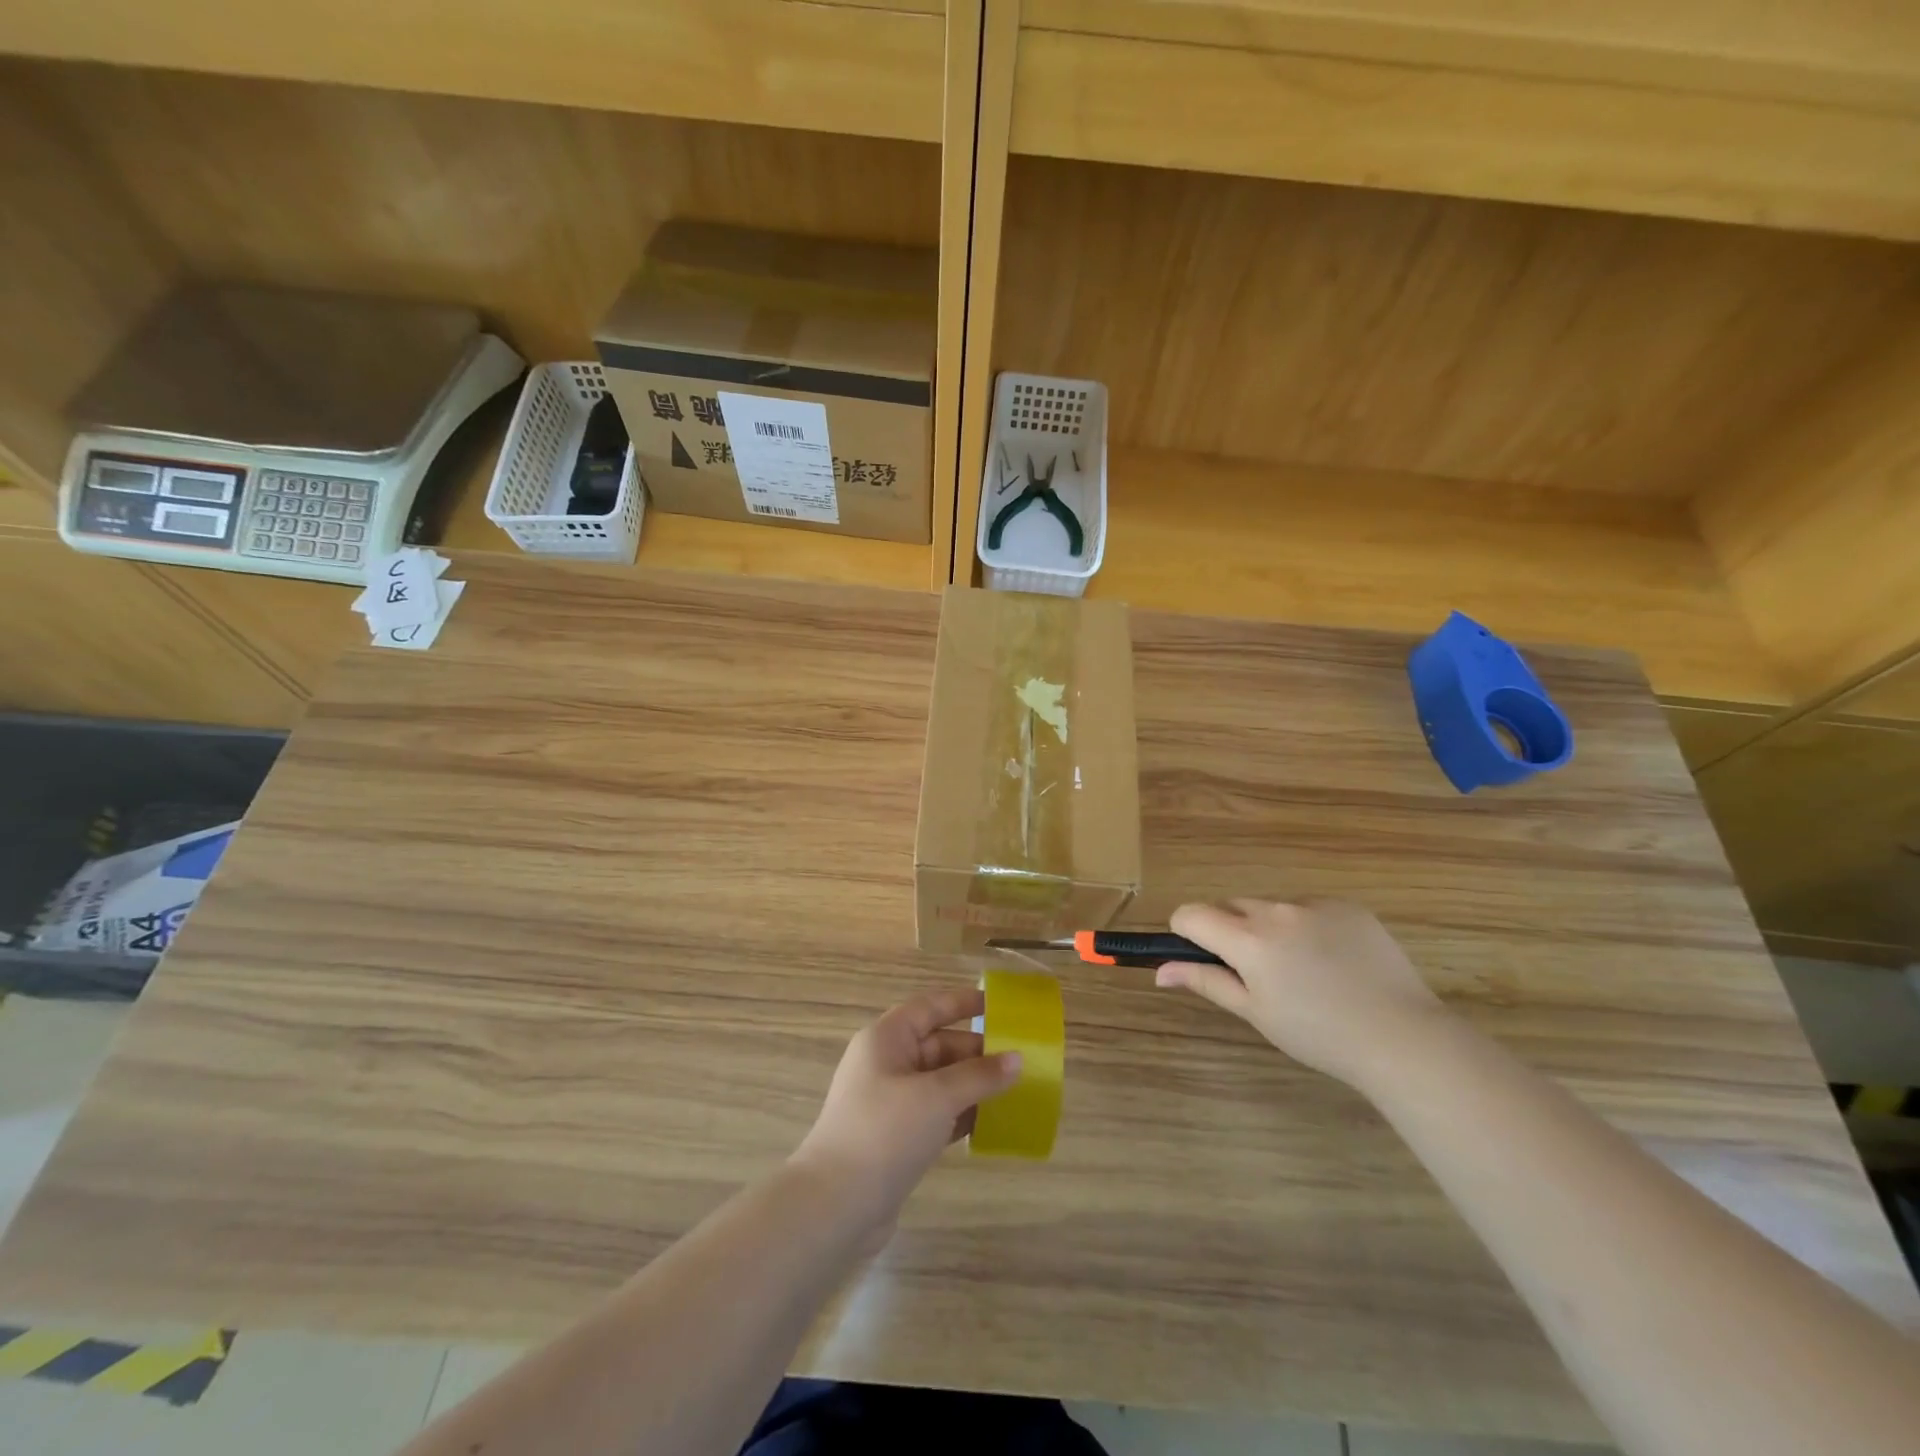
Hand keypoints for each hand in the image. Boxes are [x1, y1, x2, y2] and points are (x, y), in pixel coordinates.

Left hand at [791, 986, 1021, 1228]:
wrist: (835, 1206)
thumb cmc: (885, 1132)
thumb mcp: (937, 1097)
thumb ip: (979, 1076)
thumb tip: (1018, 1058)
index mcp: (887, 1039)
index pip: (930, 1007)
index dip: (964, 1003)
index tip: (1001, 1006)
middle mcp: (886, 1063)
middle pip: (939, 1045)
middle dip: (978, 1052)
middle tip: (1021, 1059)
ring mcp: (890, 1102)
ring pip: (940, 1082)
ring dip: (974, 1085)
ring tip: (1017, 1090)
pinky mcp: (896, 1137)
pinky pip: (936, 1113)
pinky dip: (962, 1114)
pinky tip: (992, 1123)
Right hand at [1157, 898, 1447, 1087]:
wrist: (1403, 1036)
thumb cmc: (1319, 1034)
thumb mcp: (1255, 1012)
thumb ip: (1206, 981)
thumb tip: (1160, 970)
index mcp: (1248, 939)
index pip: (1192, 914)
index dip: (1186, 932)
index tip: (1201, 957)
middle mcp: (1276, 910)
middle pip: (1231, 907)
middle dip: (1230, 931)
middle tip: (1255, 973)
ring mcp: (1315, 904)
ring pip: (1271, 907)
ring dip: (1269, 928)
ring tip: (1301, 971)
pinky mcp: (1348, 906)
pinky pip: (1310, 908)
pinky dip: (1307, 926)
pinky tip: (1333, 962)